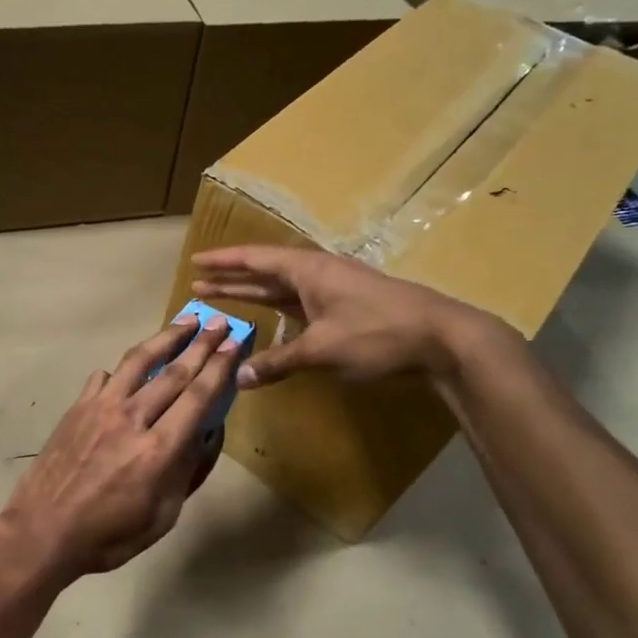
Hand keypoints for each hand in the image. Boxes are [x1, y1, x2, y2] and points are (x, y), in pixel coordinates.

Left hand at [0, 316, 240, 585]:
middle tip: (220, 323)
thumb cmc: (108, 534)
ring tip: (184, 321)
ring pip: (138, 362)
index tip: (234, 345)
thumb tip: (207, 434)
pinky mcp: (77, 408)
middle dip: (202, 345)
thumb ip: (186, 471)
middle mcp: (132, 418)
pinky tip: (128, 365)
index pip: (198, 397)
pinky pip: (103, 377)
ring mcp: (100, 408)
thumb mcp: (162, 516)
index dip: (219, 368)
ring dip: (165, 338)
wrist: (42, 530)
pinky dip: (121, 368)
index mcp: (159, 449)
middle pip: (174, 372)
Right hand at [192, 245, 506, 387]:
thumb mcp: (322, 349)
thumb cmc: (378, 333)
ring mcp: (333, 291)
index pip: (255, 260)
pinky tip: (268, 320)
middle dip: (232, 278)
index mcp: (308, 270)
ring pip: (282, 289)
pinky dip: (278, 311)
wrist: (442, 339)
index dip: (224, 262)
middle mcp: (317, 274)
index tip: (195, 263)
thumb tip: (239, 377)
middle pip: (265, 272)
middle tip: (198, 284)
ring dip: (253, 293)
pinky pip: (299, 304)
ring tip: (221, 298)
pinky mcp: (345, 309)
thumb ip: (278, 362)